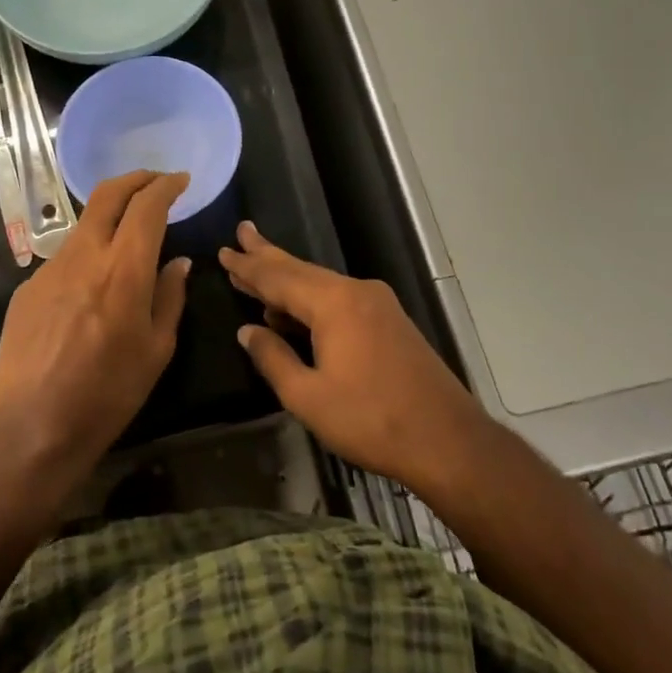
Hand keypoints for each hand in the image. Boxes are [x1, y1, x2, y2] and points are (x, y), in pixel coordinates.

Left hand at [0, 171, 190, 486]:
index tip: (180, 181)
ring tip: (126, 237)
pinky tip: (90, 291)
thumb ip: (170, 296)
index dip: (166, 186)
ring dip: (109, 218)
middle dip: (135, 179)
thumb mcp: (157, 348)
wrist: (33, 423)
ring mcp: (50, 268)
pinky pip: (64, 260)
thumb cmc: (108, 391)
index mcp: (124, 269)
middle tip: (154, 182)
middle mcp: (84, 256)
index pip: (147, 206)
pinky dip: (86, 257)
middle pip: (108, 195)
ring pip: (84, 225)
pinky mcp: (28, 287)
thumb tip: (179, 263)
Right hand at [220, 222, 488, 493]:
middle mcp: (356, 291)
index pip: (279, 278)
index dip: (248, 267)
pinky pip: (339, 298)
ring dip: (288, 277)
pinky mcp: (389, 320)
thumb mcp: (308, 397)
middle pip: (301, 270)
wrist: (447, 440)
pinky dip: (310, 298)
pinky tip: (294, 309)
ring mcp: (377, 303)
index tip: (224, 251)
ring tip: (257, 265)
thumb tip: (248, 331)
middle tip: (242, 233)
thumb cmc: (371, 420)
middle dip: (268, 254)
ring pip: (321, 283)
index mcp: (334, 303)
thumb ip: (273, 358)